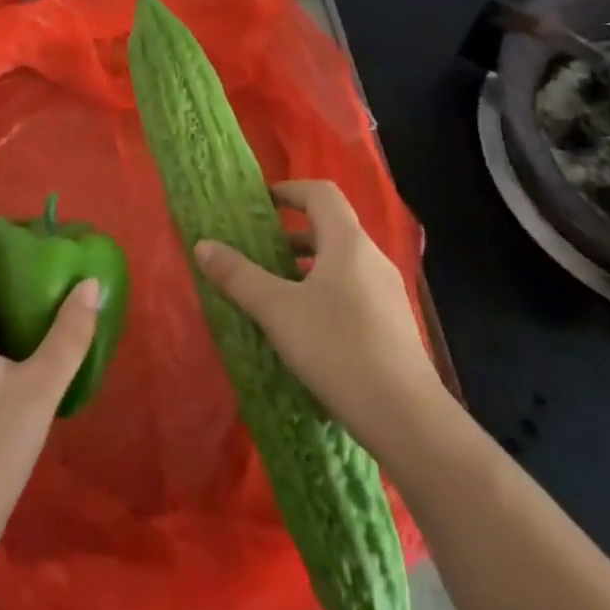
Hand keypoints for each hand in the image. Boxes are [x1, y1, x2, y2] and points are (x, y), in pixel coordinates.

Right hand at [195, 180, 443, 460]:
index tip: (258, 203)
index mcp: (347, 243)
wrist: (407, 419)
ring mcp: (386, 293)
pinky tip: (301, 328)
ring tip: (271, 292)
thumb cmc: (337, 349)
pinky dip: (321, 292)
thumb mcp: (276, 310)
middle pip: (329, 228)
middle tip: (254, 251)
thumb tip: (202, 244)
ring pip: (339, 263)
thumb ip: (238, 275)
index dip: (288, 190)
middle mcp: (371, 259)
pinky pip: (350, 291)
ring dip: (304, 267)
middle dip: (289, 235)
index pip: (320, 193)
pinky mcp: (391, 325)